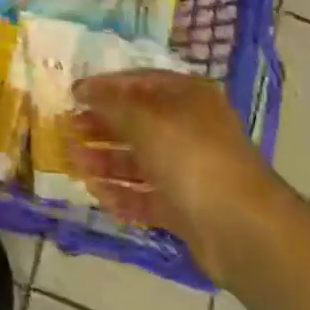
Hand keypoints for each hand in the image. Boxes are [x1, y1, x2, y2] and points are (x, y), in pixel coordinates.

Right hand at [69, 70, 287, 286]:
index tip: (72, 95)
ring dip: (104, 161)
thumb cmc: (190, 156)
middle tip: (68, 131)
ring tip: (74, 164)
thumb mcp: (144, 118)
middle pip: (137, 122)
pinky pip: (146, 196)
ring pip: (139, 161)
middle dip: (101, 126)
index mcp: (187, 97)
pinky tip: (97, 194)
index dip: (104, 86)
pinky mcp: (186, 208)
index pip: (139, 82)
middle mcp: (189, 129)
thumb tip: (83, 90)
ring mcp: (189, 170)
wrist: (241, 228)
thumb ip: (110, 103)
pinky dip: (122, 195)